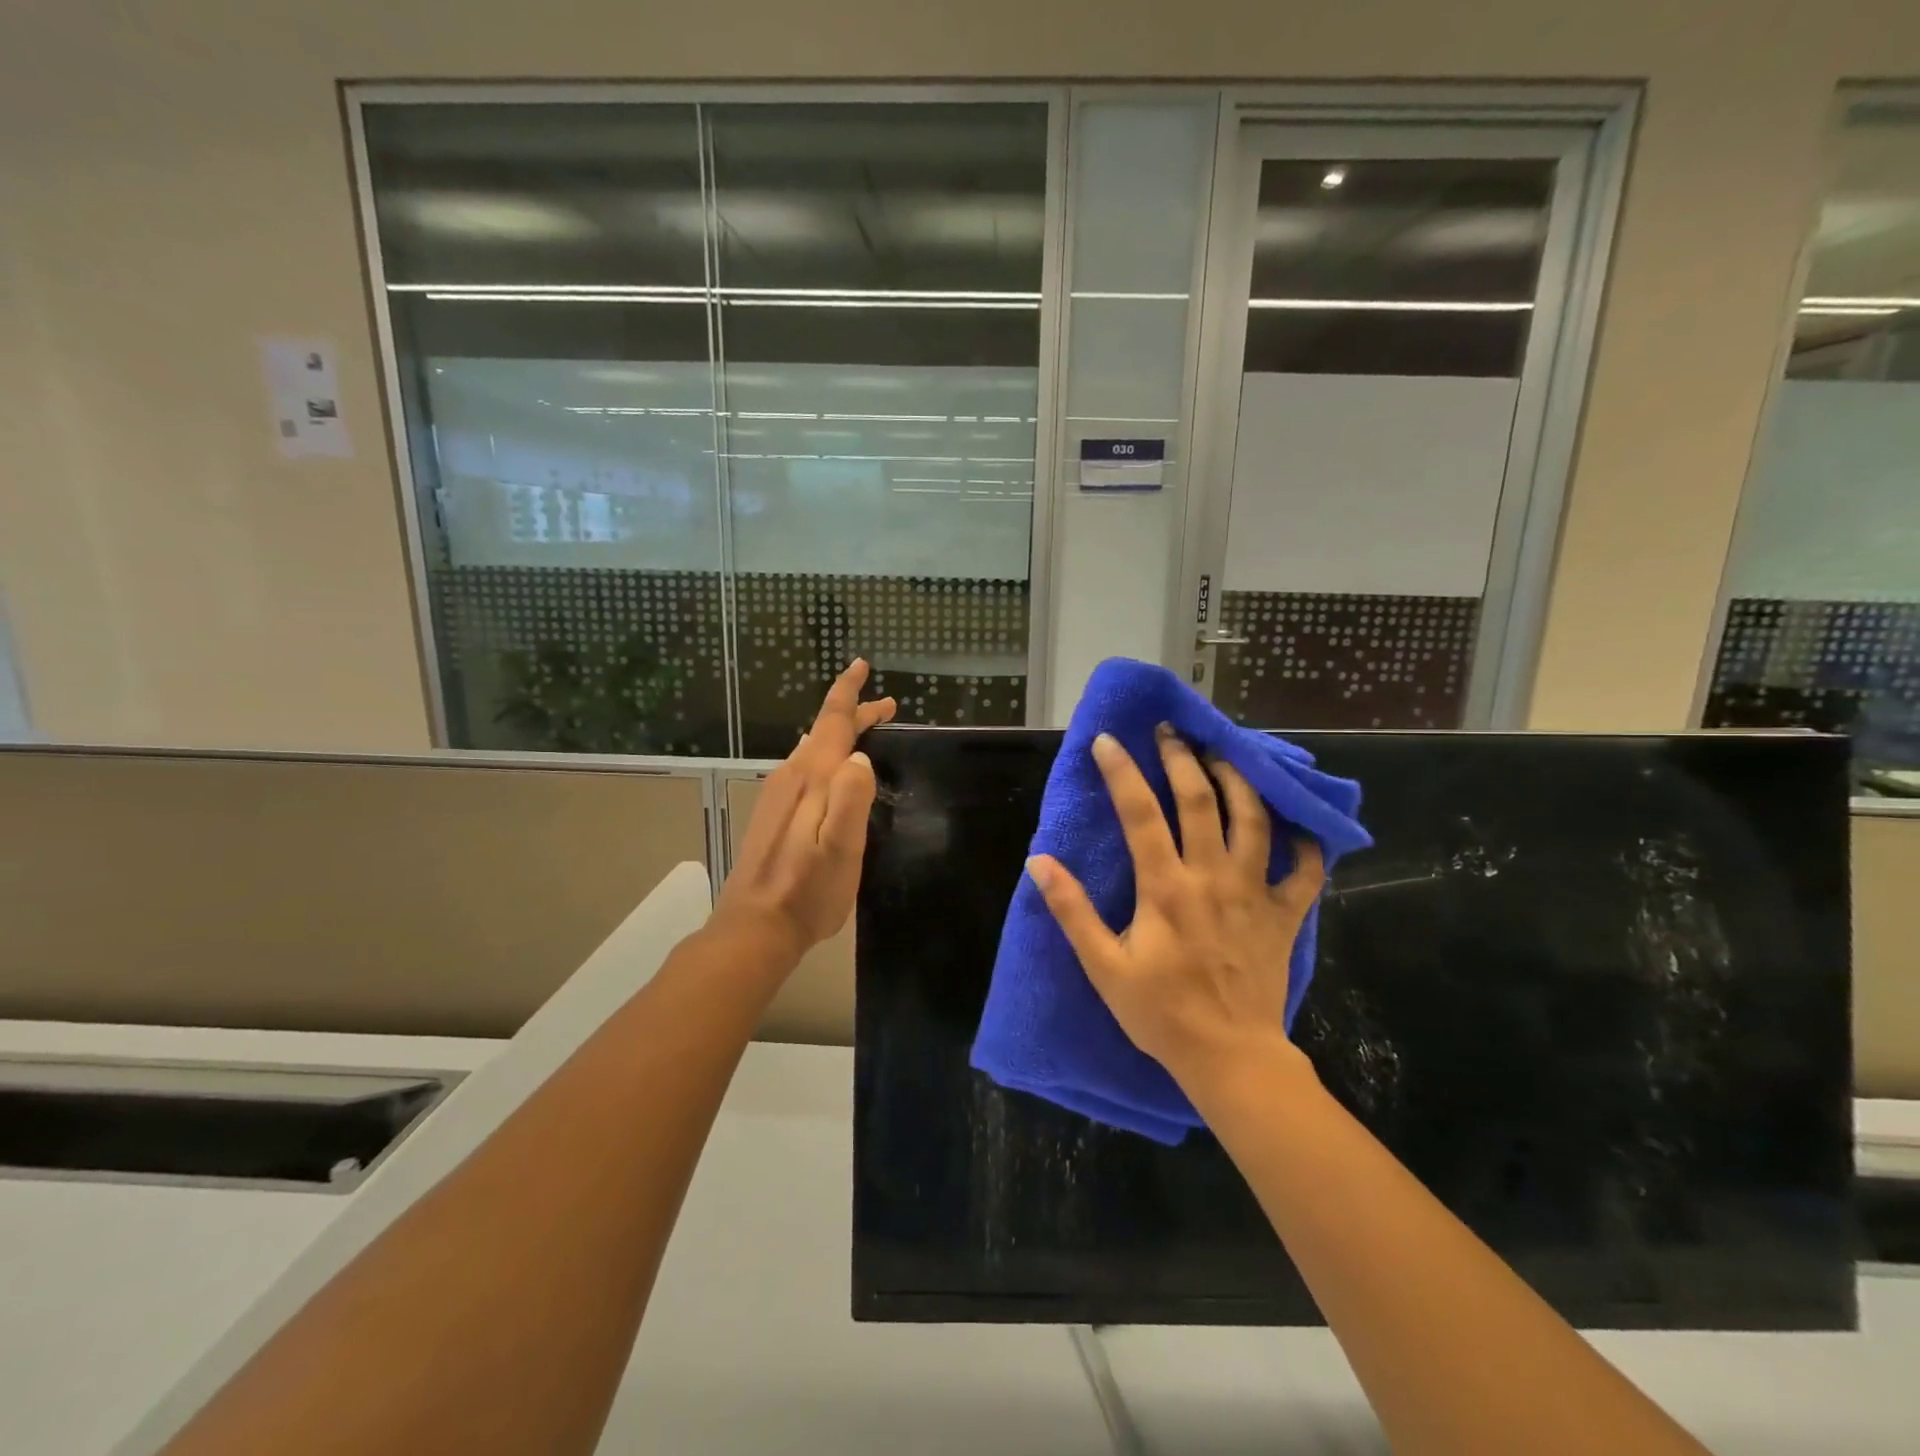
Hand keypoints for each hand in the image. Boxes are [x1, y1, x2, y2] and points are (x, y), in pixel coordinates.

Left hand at [710, 660, 895, 969]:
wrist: (756, 927)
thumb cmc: (807, 891)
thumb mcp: (840, 848)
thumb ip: (851, 799)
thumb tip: (860, 756)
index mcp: (811, 779)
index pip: (831, 722)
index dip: (848, 692)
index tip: (860, 665)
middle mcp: (792, 777)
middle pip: (825, 732)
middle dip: (854, 713)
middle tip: (888, 707)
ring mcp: (779, 795)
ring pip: (816, 750)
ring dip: (842, 735)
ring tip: (867, 729)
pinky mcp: (775, 813)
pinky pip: (807, 768)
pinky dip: (829, 755)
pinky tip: (834, 768)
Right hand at [1027, 726, 1323, 1095]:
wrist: (1231, 1059)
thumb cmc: (1161, 1014)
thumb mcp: (1103, 966)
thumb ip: (1073, 910)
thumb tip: (1039, 862)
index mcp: (1166, 887)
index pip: (1141, 813)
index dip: (1122, 771)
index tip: (1108, 740)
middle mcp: (1214, 877)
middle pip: (1201, 800)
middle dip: (1182, 758)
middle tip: (1170, 731)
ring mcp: (1256, 893)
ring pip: (1254, 820)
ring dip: (1239, 780)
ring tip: (1224, 755)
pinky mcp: (1286, 915)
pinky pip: (1306, 870)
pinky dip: (1306, 843)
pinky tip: (1297, 826)